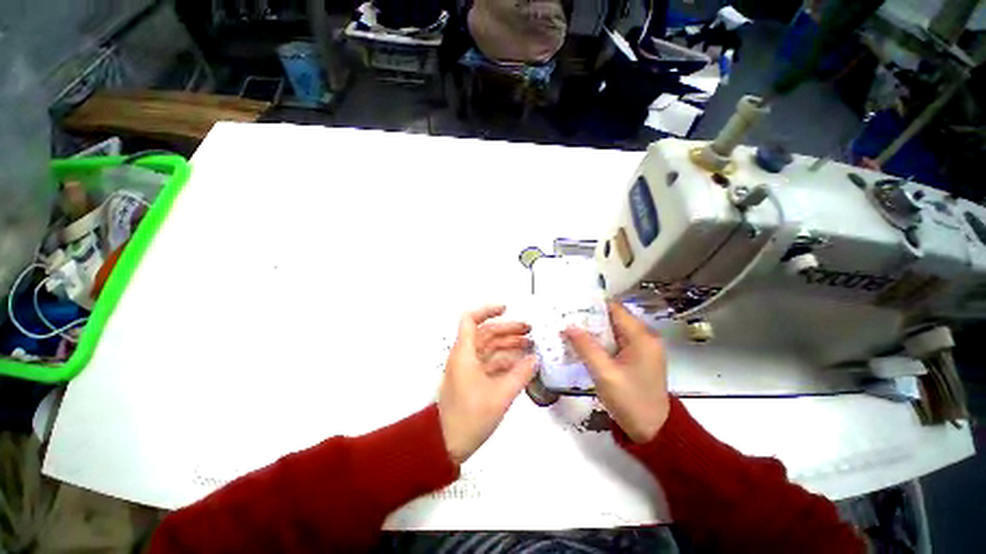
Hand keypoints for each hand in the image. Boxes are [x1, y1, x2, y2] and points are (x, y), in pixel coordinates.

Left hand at [438, 305, 536, 464]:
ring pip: (490, 347)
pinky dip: (505, 360)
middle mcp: (465, 356)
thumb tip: (535, 359)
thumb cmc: (470, 417)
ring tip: (530, 345)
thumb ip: (520, 375)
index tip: (506, 309)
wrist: (446, 444)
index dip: (487, 310)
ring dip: (508, 344)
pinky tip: (521, 363)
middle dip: (508, 329)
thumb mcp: (500, 396)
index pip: (470, 320)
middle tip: (530, 330)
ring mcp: (469, 368)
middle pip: (486, 333)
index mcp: (465, 353)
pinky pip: (490, 362)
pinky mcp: (473, 379)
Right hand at [563, 302, 668, 442]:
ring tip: (570, 329)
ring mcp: (643, 348)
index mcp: (641, 337)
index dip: (592, 305)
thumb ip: (586, 348)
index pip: (615, 309)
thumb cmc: (631, 401)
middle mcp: (645, 337)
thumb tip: (568, 327)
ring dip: (594, 330)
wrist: (654, 431)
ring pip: (614, 330)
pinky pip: (616, 342)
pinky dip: (601, 341)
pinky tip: (584, 344)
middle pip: (614, 318)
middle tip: (566, 318)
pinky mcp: (638, 358)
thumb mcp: (605, 374)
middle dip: (590, 318)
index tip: (571, 306)